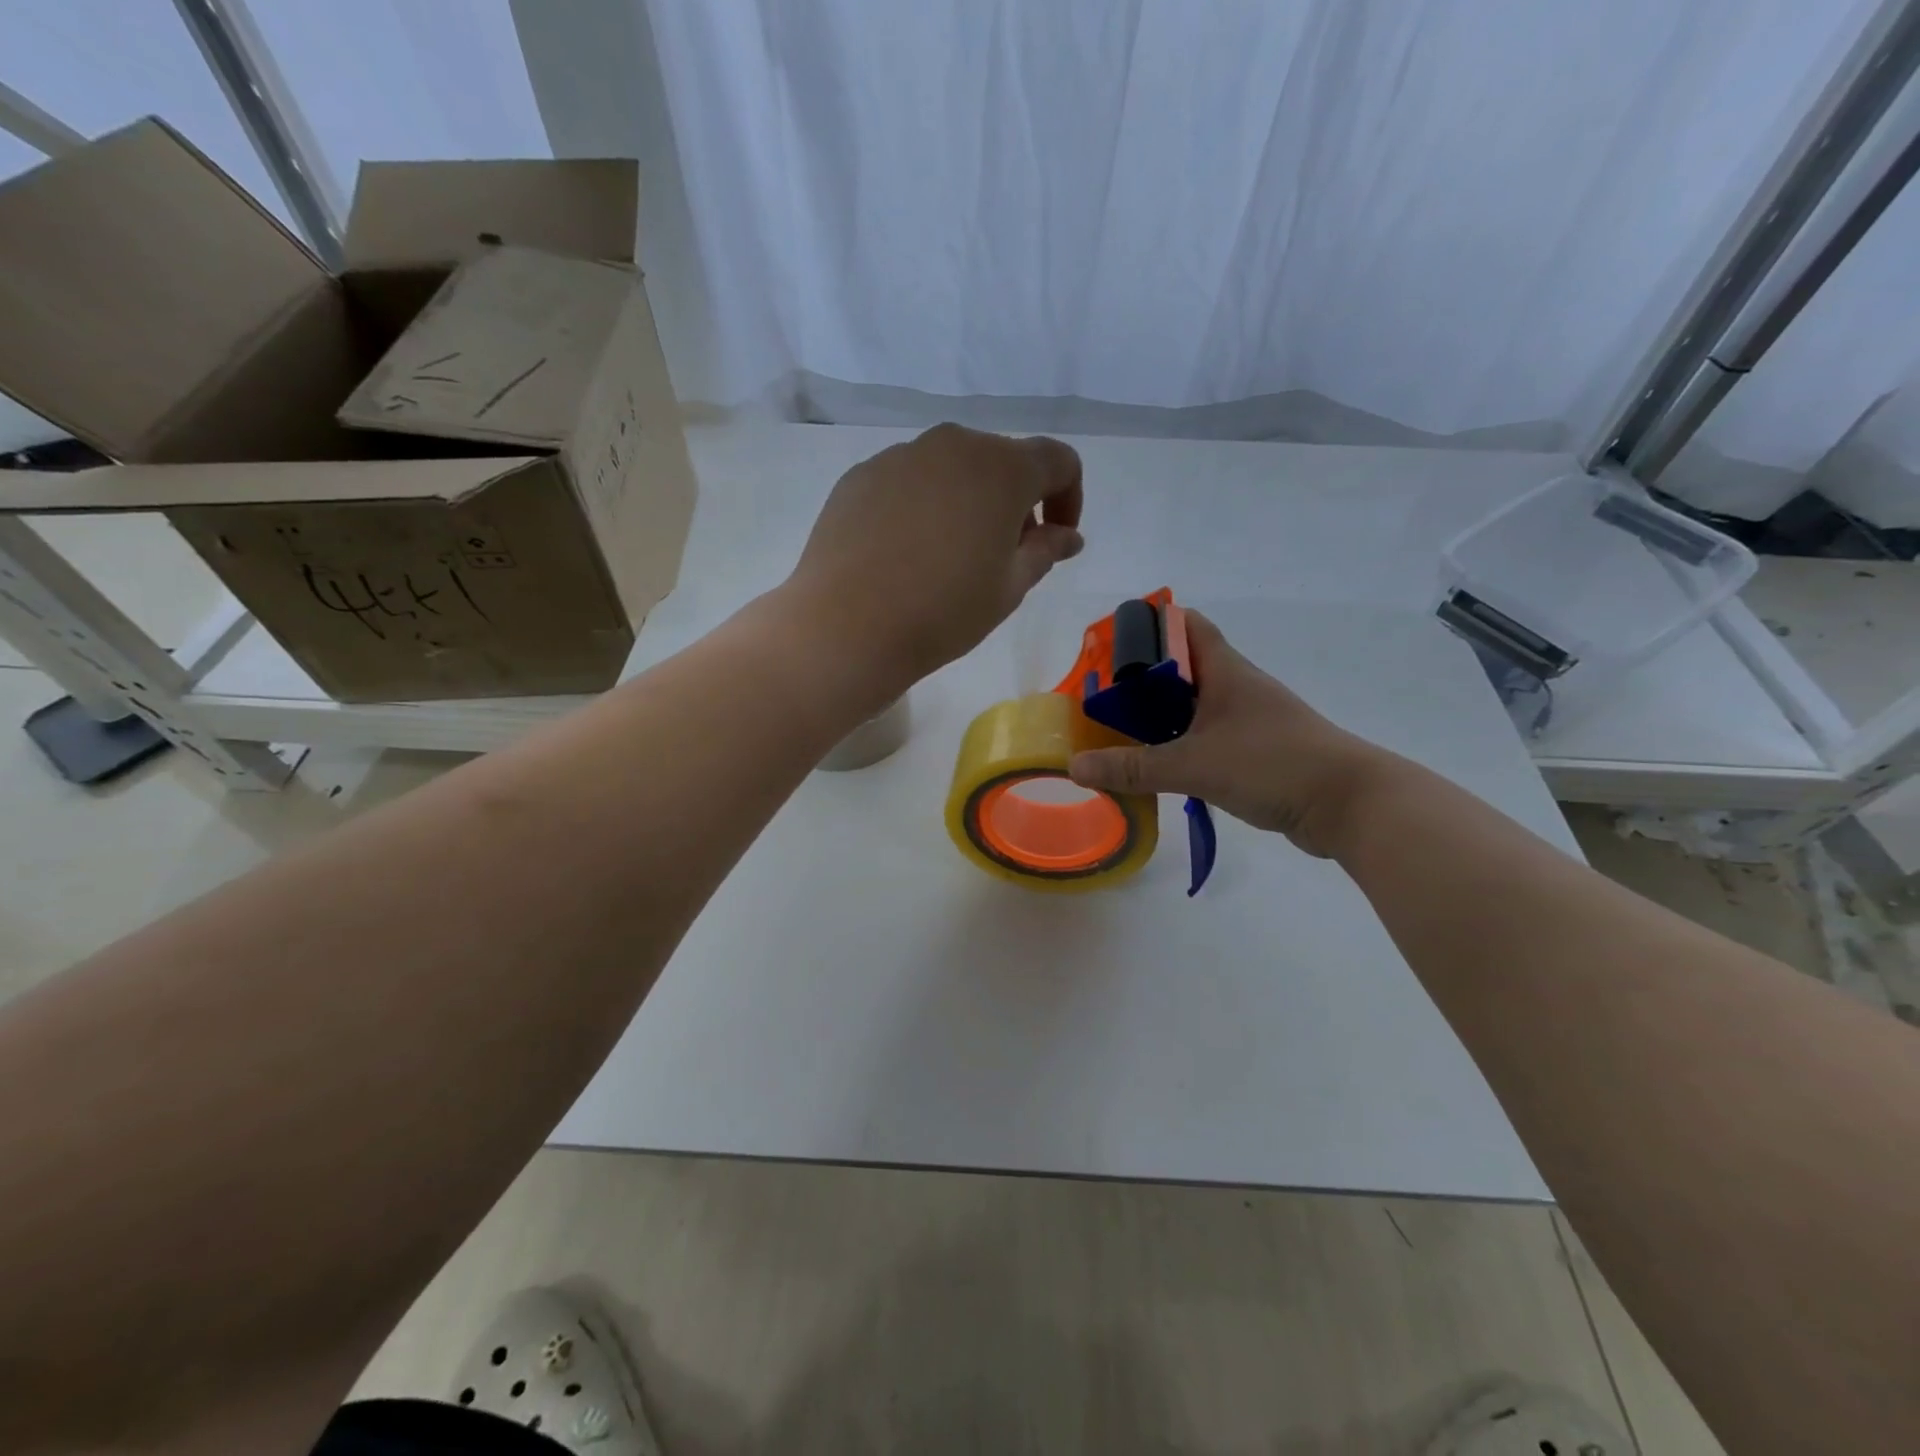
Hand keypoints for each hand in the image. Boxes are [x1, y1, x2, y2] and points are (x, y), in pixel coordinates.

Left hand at [785, 424, 1083, 691]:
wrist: (847, 626)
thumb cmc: (943, 611)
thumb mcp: (1010, 588)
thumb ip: (1045, 551)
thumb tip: (1068, 535)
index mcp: (1002, 468)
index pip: (1057, 462)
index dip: (1068, 498)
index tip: (1056, 540)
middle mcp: (953, 445)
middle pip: (1001, 461)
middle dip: (1015, 501)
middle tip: (1004, 554)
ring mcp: (900, 456)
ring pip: (951, 469)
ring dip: (967, 501)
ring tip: (951, 556)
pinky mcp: (860, 475)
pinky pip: (908, 482)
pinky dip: (922, 506)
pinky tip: (906, 553)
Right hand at [1068, 611, 1403, 857]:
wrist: (1348, 804)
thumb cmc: (1271, 764)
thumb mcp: (1193, 765)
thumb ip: (1133, 768)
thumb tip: (1075, 768)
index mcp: (1224, 670)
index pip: (1185, 624)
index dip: (1148, 625)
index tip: (1109, 646)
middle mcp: (1235, 687)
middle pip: (1181, 669)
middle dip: (1140, 681)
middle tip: (1100, 700)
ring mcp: (1249, 720)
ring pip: (1192, 707)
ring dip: (1158, 717)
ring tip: (1118, 735)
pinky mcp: (1256, 751)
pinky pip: (1206, 737)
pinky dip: (1179, 745)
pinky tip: (1157, 766)